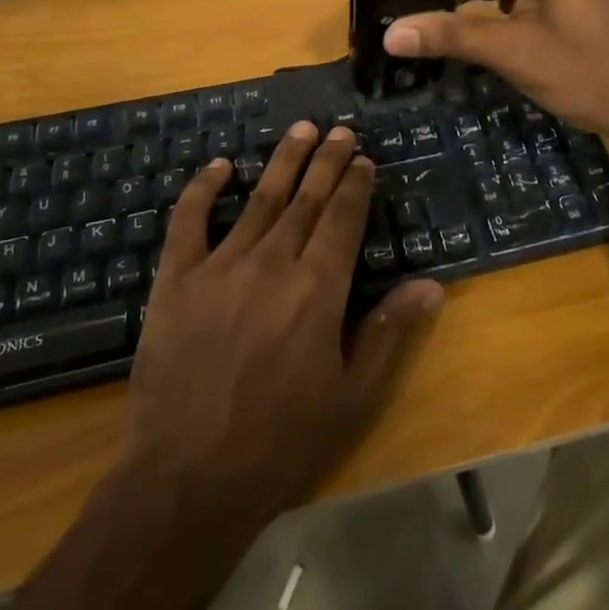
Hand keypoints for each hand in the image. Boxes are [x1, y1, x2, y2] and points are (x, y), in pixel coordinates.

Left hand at [124, 122, 443, 530]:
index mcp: (318, 290)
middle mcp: (273, 264)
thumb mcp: (351, 397)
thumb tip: (431, 285)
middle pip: (307, 199)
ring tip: (301, 130)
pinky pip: (190, 220)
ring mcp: (221, 266)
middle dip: (327, 161)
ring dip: (284, 161)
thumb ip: (388, 332)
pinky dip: (204, 188)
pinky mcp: (177, 279)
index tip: (363, 160)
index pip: (343, 219)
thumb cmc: (281, 443)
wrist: (188, 480)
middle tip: (339, 130)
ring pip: (260, 199)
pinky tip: (220, 165)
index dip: (356, 185)